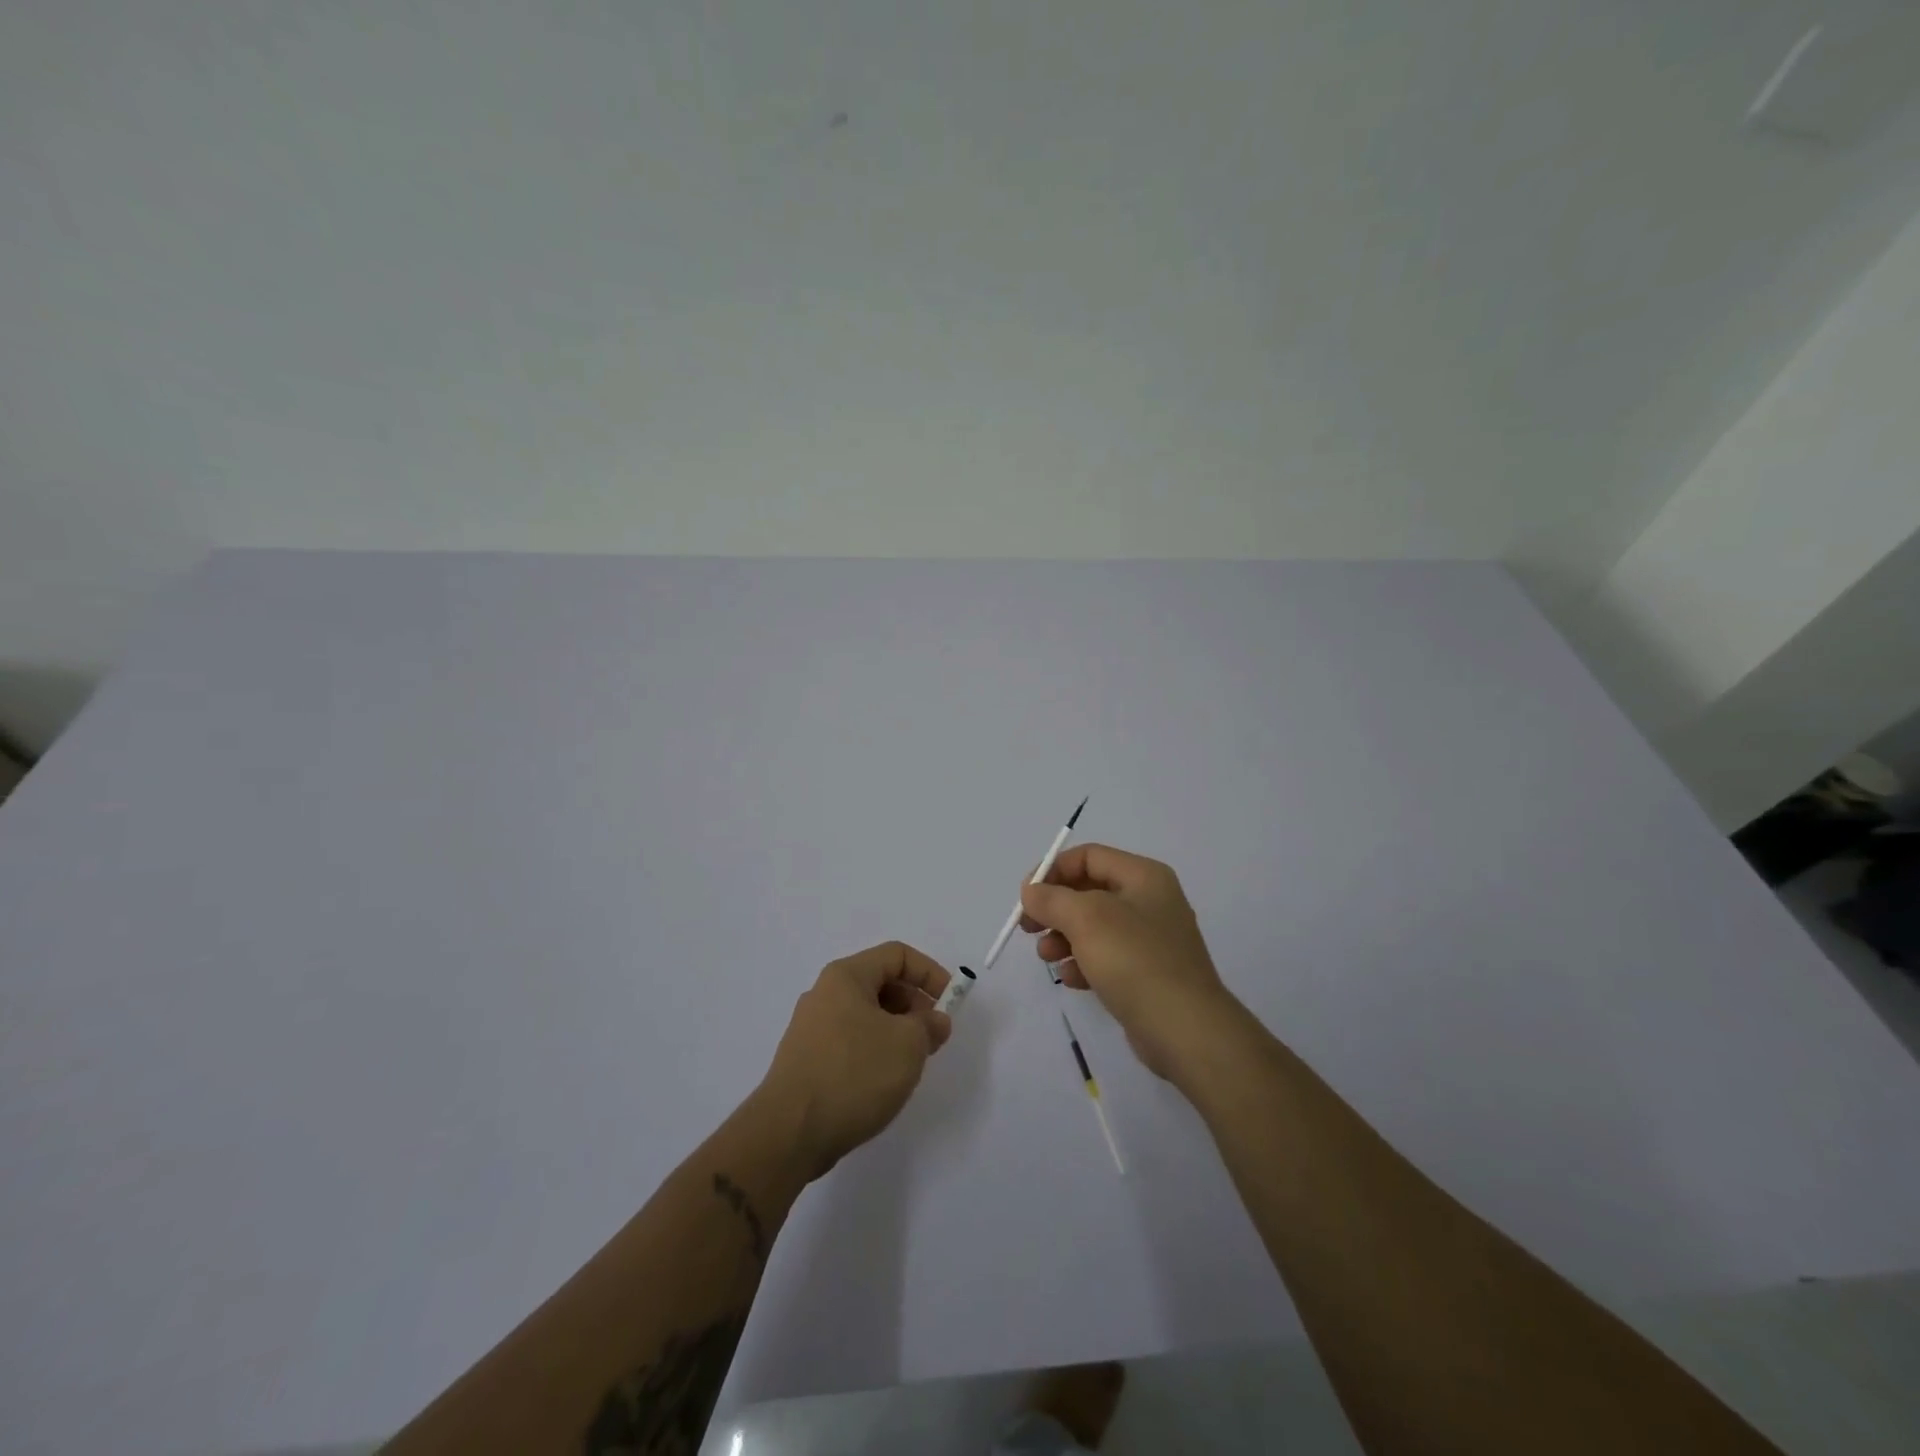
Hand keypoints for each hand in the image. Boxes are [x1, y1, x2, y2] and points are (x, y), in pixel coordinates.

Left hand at [757, 941, 952, 1177]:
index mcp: (846, 976)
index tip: (951, 1001)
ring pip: (866, 1015)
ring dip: (896, 1030)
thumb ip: (929, 1025)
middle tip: (934, 1036)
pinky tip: (884, 1081)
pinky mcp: (807, 1060)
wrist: (789, 1132)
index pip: (897, 955)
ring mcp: (812, 1028)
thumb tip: (935, 1021)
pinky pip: (851, 1041)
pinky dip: (875, 1050)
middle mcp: (825, 994)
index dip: (930, 972)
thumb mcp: (907, 1044)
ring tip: (912, 1061)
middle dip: (914, 1004)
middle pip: (880, 983)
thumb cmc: (854, 1074)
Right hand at [1019, 845, 1242, 1082]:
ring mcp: (1150, 940)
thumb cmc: (1135, 961)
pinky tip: (1071, 979)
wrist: (1186, 1030)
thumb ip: (1052, 899)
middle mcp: (1150, 901)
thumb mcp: (1086, 919)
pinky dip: (1083, 963)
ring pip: (1093, 927)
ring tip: (1047, 956)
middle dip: (1055, 908)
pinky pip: (1106, 957)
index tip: (1026, 896)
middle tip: (1027, 927)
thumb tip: (1032, 891)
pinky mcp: (1147, 974)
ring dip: (1063, 938)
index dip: (1053, 870)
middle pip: (1089, 891)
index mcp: (1143, 877)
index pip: (1089, 856)